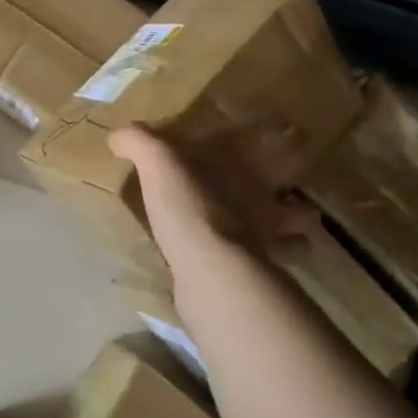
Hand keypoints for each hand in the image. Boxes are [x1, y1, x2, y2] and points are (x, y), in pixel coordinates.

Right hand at [111, 126, 314, 270]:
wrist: (208, 271)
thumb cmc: (193, 208)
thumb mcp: (160, 165)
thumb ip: (141, 144)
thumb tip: (117, 135)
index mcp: (252, 176)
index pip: (285, 156)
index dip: (294, 149)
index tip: (299, 142)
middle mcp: (267, 210)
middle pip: (299, 210)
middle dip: (299, 210)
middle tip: (291, 207)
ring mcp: (265, 248)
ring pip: (292, 245)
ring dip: (289, 244)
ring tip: (276, 244)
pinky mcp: (253, 282)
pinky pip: (263, 274)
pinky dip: (261, 273)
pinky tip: (243, 274)